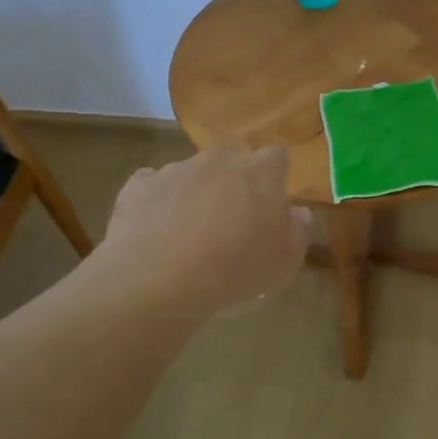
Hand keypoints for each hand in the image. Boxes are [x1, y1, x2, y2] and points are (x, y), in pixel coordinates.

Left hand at [100, 146, 311, 313]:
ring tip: (188, 236)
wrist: (158, 279)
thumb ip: (298, 232)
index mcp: (260, 172)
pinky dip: (158, 203)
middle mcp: (219, 159)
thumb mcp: (283, 264)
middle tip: (230, 223)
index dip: (273, 181)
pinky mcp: (139, 184)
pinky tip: (156, 233)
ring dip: (195, 194)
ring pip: (192, 174)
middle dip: (233, 184)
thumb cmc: (233, 271)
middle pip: (232, 162)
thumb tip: (298, 212)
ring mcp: (175, 168)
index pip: (276, 159)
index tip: (269, 209)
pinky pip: (154, 187)